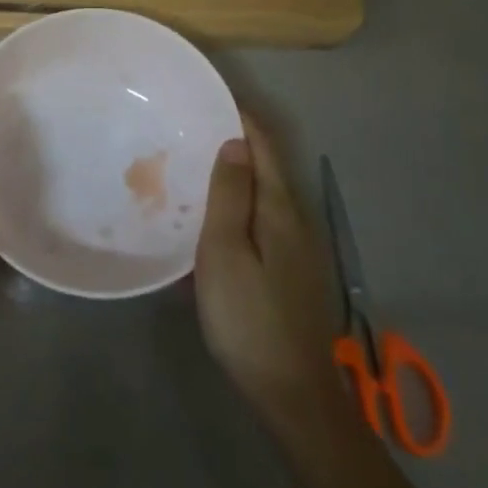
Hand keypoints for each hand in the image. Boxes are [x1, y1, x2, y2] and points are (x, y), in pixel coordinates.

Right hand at [194, 118, 345, 434]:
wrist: (290, 391)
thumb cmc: (247, 316)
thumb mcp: (226, 251)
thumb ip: (231, 194)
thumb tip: (236, 141)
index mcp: (279, 208)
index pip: (263, 145)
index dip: (240, 117)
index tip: (208, 97)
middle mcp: (295, 219)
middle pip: (267, 166)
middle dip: (235, 141)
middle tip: (190, 130)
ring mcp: (297, 247)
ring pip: (263, 194)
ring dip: (234, 174)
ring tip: (193, 166)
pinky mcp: (290, 270)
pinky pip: (261, 219)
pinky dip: (237, 204)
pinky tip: (212, 219)